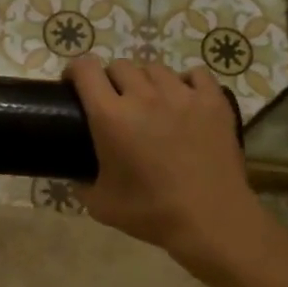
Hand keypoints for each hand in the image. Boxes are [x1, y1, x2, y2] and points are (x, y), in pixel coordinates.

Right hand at [66, 57, 257, 257]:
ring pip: (155, 68)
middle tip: (115, 102)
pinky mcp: (213, 100)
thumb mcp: (100, 205)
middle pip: (120, 65)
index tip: (74, 85)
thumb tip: (77, 176)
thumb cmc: (152, 213)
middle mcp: (144, 96)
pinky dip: (185, 83)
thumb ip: (81, 184)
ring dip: (146, 82)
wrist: (211, 220)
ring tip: (151, 103)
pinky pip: (195, 74)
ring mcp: (182, 94)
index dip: (75, 71)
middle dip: (111, 80)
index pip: (85, 70)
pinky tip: (184, 101)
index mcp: (110, 116)